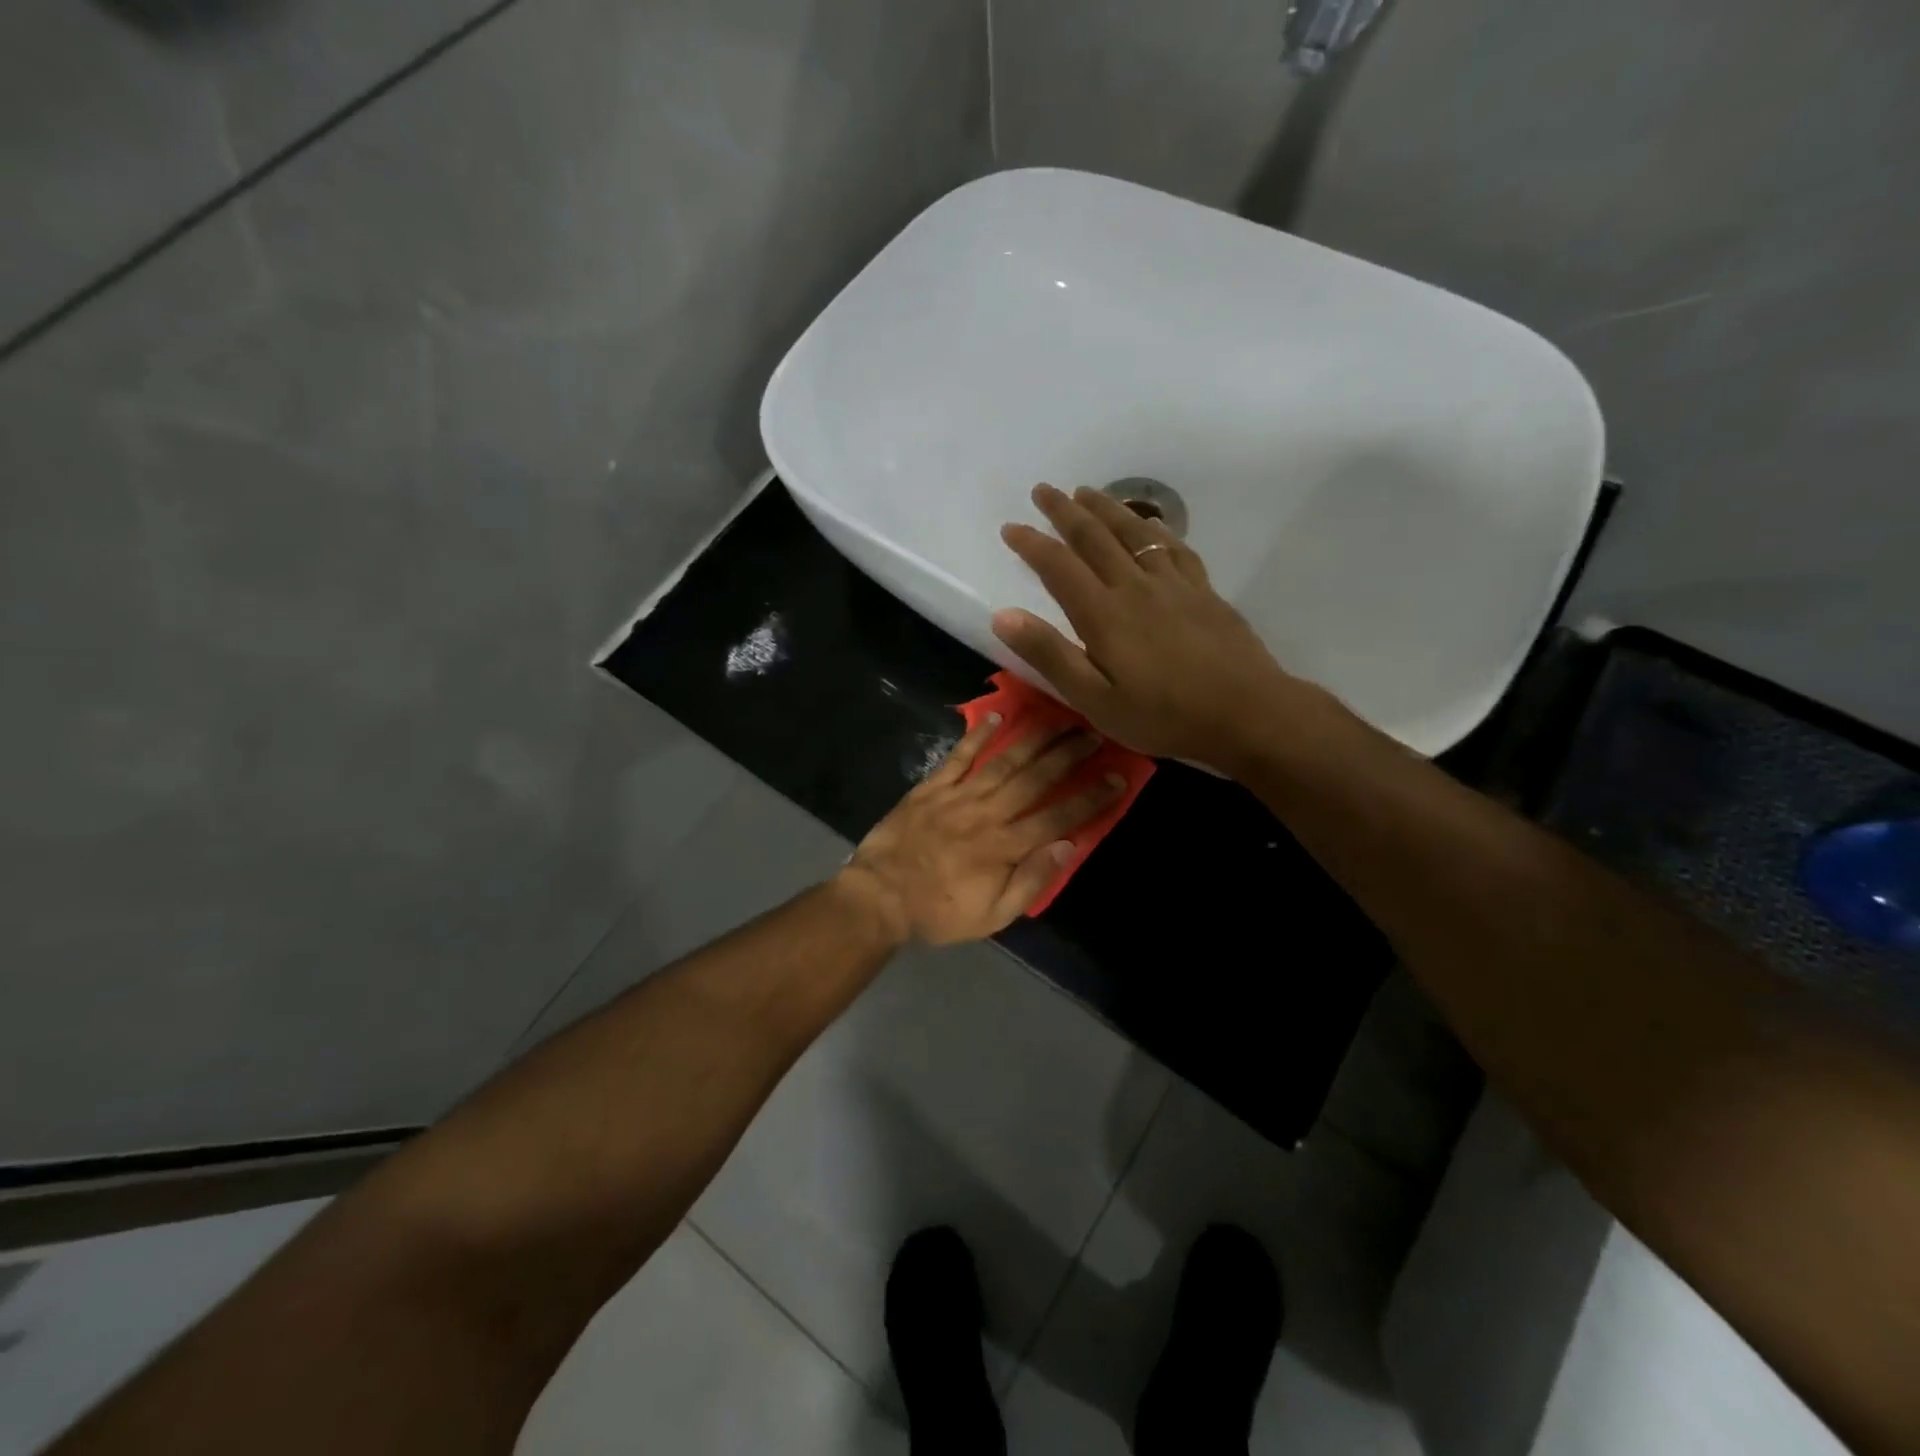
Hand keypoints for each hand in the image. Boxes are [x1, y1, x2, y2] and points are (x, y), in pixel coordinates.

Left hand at [835, 713, 1124, 944]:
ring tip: (1060, 718)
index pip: (1059, 818)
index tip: (1117, 777)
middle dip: (1069, 755)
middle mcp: (987, 813)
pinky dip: (978, 735)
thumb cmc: (939, 912)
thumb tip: (1068, 846)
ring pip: (1004, 761)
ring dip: (1035, 738)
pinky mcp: (931, 787)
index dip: (1091, 797)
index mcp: (1005, 847)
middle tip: (1095, 733)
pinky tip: (998, 715)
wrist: (879, 897)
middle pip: (1036, 779)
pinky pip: (959, 756)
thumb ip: (1031, 881)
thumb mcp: (992, 916)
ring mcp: (958, 796)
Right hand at [992, 483, 1340, 770]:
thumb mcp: (1094, 699)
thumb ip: (1049, 655)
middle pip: (1095, 537)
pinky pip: (1174, 548)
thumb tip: (1003, 615)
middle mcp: (1135, 587)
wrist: (1246, 713)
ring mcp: (1174, 585)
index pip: (1058, 566)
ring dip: (1107, 508)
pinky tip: (1150, 525)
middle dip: (1065, 511)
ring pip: (1134, 533)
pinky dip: (1155, 529)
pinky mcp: (1203, 591)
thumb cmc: (1163, 715)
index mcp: (1103, 614)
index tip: (1010, 526)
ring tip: (1087, 492)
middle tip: (1044, 490)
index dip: (1032, 543)